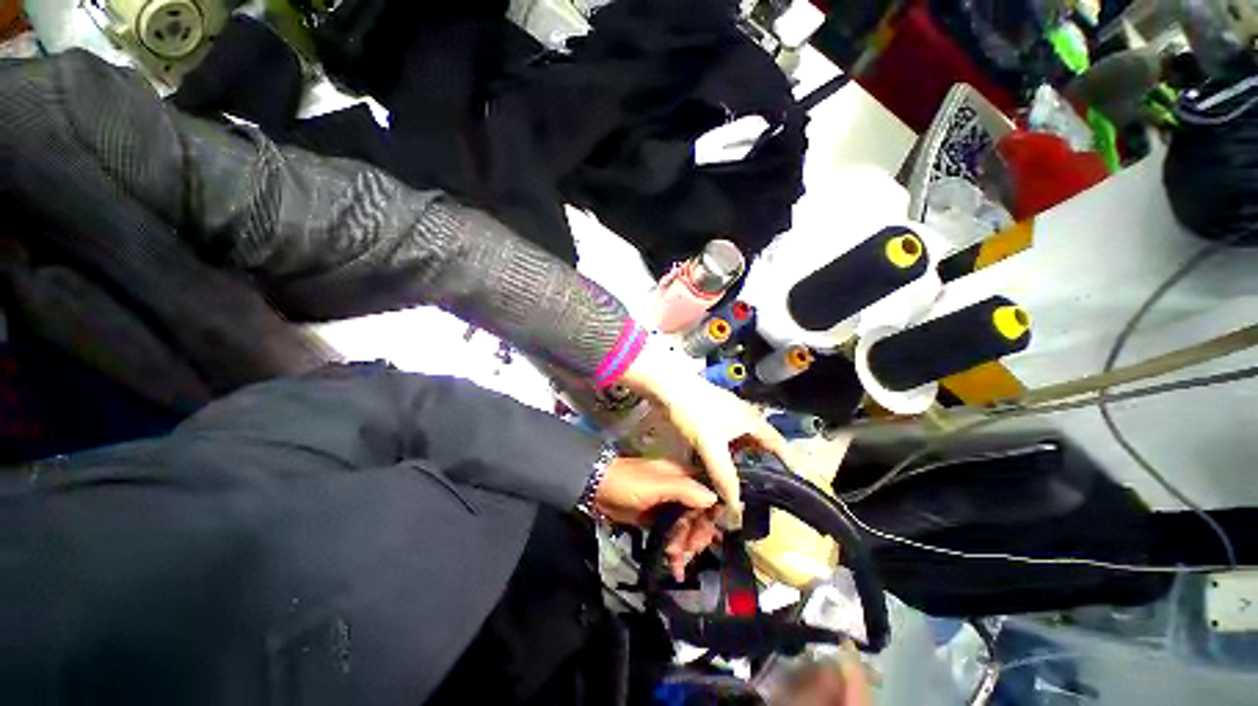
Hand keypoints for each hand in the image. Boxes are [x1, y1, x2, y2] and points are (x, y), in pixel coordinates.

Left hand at [594, 458, 722, 579]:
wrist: (597, 489)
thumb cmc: (629, 483)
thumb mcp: (657, 485)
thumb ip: (685, 491)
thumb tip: (714, 499)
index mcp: (681, 476)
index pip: (706, 494)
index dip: (712, 514)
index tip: (711, 532)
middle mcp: (678, 491)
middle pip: (698, 515)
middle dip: (697, 534)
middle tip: (691, 549)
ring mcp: (666, 507)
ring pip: (685, 529)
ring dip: (685, 547)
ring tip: (677, 560)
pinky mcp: (655, 521)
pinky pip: (671, 537)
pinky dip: (674, 552)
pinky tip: (676, 569)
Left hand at [620, 347, 803, 526]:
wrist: (668, 385)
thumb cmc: (695, 412)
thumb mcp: (710, 446)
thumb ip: (724, 476)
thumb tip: (736, 506)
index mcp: (751, 420)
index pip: (777, 444)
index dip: (784, 463)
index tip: (785, 484)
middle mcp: (743, 413)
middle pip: (757, 442)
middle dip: (757, 463)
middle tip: (753, 486)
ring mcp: (726, 409)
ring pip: (738, 438)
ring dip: (737, 456)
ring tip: (733, 477)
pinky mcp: (710, 409)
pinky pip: (723, 434)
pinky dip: (722, 448)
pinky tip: (711, 459)